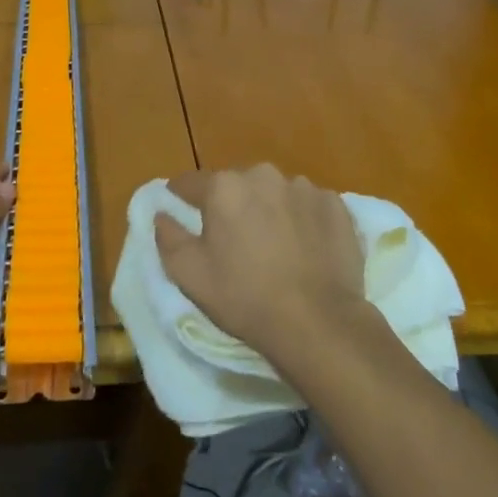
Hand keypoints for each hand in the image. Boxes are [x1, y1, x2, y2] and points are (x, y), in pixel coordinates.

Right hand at [155, 164, 368, 371]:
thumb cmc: (244, 297)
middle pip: (237, 185)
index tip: (179, 206)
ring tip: (275, 246)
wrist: (318, 321)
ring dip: (269, 210)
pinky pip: (309, 206)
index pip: (192, 182)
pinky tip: (305, 249)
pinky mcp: (335, 205)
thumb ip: (168, 237)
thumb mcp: (189, 275)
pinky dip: (303, 220)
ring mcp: (303, 187)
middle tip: (233, 239)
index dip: (182, 195)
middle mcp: (263, 175)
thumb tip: (162, 214)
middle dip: (232, 205)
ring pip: (275, 193)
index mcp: (224, 187)